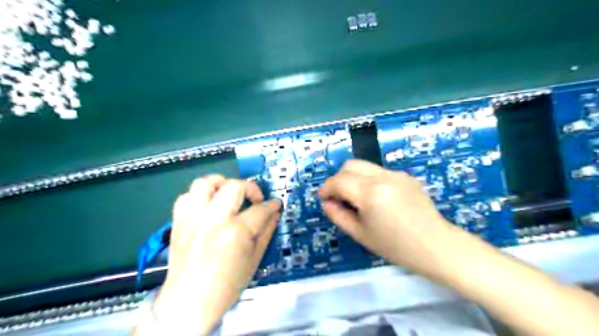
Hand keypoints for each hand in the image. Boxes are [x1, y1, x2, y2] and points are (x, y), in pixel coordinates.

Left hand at [150, 176, 280, 335]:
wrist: (190, 300)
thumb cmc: (228, 284)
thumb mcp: (255, 258)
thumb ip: (267, 231)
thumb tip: (275, 212)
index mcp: (236, 232)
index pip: (260, 209)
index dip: (272, 205)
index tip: (276, 204)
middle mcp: (213, 219)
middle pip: (234, 186)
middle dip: (251, 188)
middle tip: (255, 200)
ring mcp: (193, 218)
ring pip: (205, 183)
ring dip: (221, 184)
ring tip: (229, 194)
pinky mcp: (179, 221)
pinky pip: (187, 195)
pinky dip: (200, 195)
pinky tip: (209, 205)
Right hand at [324, 161, 454, 277]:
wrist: (436, 246)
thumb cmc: (395, 246)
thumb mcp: (360, 234)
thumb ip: (338, 215)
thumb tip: (326, 202)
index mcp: (370, 193)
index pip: (339, 181)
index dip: (326, 188)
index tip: (324, 199)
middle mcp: (383, 176)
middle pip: (350, 165)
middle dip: (339, 179)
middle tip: (339, 197)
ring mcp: (396, 174)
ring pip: (365, 166)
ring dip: (354, 178)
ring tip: (358, 199)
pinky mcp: (406, 176)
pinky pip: (379, 172)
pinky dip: (369, 180)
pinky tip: (377, 199)